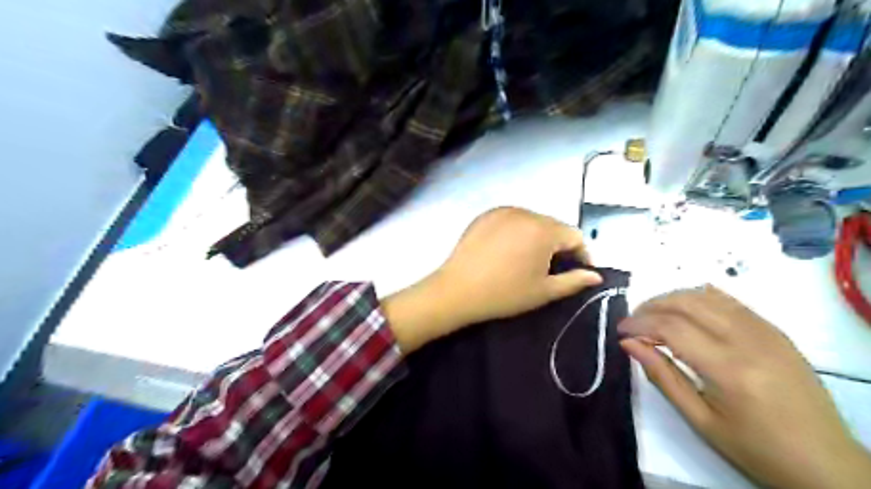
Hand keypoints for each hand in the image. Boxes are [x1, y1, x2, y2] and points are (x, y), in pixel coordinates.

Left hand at [383, 207, 603, 352]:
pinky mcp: (485, 215)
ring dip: (539, 237)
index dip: (583, 254)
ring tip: (531, 259)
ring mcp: (502, 211)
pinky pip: (511, 219)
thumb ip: (574, 281)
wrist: (457, 290)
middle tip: (554, 268)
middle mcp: (525, 212)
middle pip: (554, 226)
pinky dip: (517, 231)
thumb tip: (596, 275)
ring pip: (532, 221)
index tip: (580, 271)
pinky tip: (509, 250)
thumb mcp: (543, 291)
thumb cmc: (504, 293)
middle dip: (560, 245)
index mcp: (543, 229)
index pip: (575, 235)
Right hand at [618, 285, 869, 486]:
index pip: (671, 327)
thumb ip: (661, 376)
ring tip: (655, 316)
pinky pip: (730, 301)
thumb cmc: (755, 448)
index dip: (639, 324)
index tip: (621, 331)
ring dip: (673, 299)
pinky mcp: (775, 331)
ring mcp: (766, 331)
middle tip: (634, 321)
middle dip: (652, 305)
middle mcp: (748, 340)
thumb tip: (628, 344)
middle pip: (687, 302)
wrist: (825, 463)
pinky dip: (700, 299)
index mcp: (728, 369)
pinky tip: (687, 311)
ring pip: (707, 295)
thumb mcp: (700, 419)